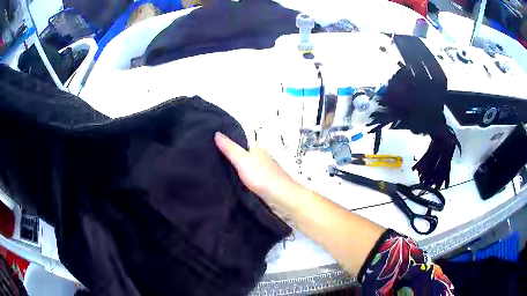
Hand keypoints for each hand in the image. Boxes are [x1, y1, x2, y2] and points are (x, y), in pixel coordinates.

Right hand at [214, 132, 301, 218]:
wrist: (283, 200)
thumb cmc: (263, 178)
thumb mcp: (243, 160)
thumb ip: (230, 148)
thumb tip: (216, 133)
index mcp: (256, 148)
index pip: (239, 139)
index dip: (226, 140)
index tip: (209, 143)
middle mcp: (260, 156)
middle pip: (241, 153)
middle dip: (228, 155)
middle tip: (208, 158)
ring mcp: (262, 171)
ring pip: (244, 166)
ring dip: (233, 168)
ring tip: (214, 171)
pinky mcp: (263, 184)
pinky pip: (247, 178)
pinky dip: (239, 179)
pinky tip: (229, 183)